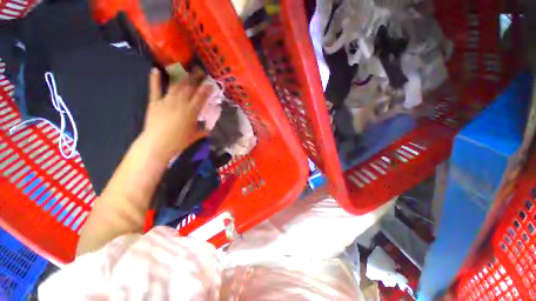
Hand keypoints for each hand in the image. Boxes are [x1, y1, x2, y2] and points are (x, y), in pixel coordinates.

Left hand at [141, 68, 210, 159]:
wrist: (157, 144)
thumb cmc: (179, 141)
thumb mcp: (195, 136)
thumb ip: (203, 131)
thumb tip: (210, 129)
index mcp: (191, 111)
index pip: (200, 97)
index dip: (206, 90)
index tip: (210, 84)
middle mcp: (180, 103)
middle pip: (189, 88)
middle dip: (195, 79)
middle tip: (199, 71)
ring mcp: (166, 101)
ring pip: (175, 86)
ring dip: (181, 77)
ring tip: (185, 70)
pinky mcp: (154, 102)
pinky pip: (154, 89)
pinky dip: (154, 79)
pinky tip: (155, 70)